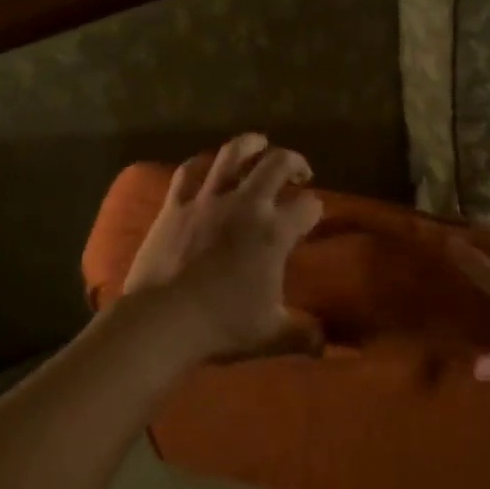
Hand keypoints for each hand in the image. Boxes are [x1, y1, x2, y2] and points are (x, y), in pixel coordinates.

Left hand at [122, 133, 323, 362]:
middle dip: (294, 162)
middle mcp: (246, 205)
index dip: (315, 209)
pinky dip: (201, 164)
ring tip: (259, 143)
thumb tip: (326, 345)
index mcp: (274, 232)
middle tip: (299, 171)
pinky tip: (207, 164)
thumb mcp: (271, 334)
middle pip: (277, 164)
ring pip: (232, 154)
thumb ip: (303, 334)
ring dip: (250, 144)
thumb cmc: (222, 325)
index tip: (313, 216)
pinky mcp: (175, 205)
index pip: (308, 206)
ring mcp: (208, 200)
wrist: (163, 320)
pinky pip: (188, 172)